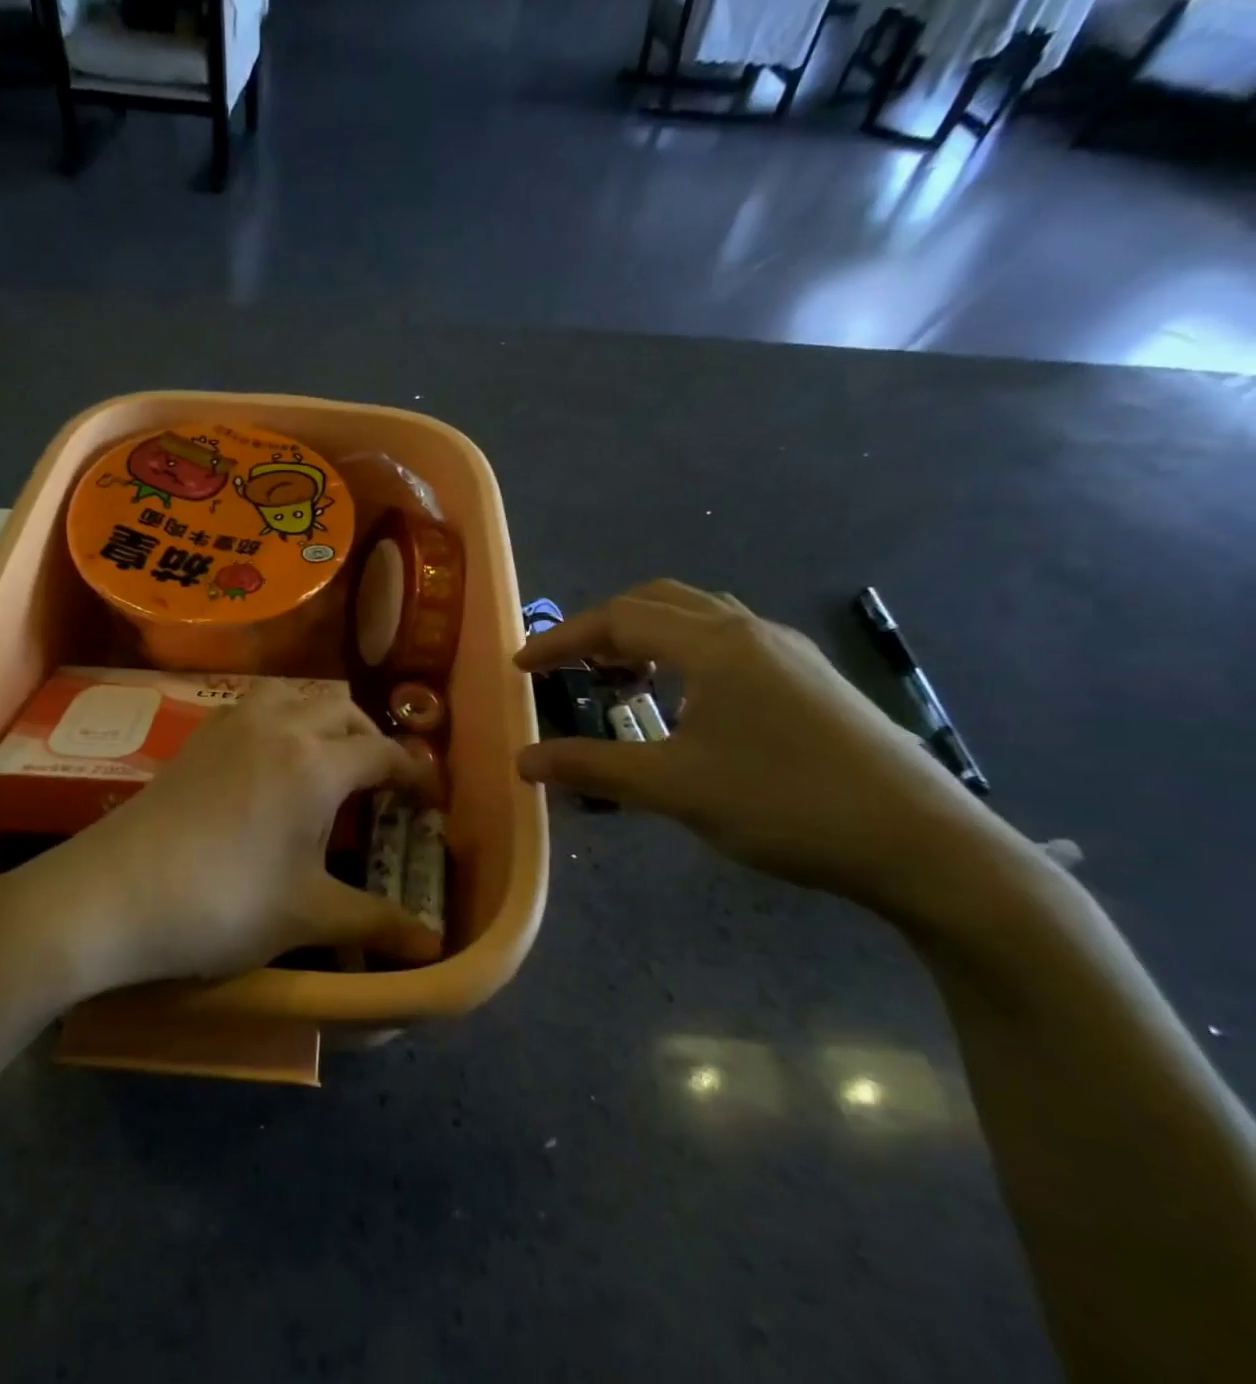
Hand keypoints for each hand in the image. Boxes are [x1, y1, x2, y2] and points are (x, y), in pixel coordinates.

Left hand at [34, 682, 442, 991]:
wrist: (113, 894)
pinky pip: (258, 706)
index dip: (416, 776)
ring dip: (324, 721)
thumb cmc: (222, 904)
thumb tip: (432, 947)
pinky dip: (283, 720)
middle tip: (379, 787)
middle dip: (371, 741)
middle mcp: (279, 725)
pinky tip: (272, 762)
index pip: (384, 754)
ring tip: (328, 765)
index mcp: (316, 763)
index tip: (430, 802)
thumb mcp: (306, 916)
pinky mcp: (199, 734)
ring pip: (297, 697)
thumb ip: (375, 923)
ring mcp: (233, 723)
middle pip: (343, 712)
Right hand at [516, 580, 1013, 918]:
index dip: (562, 639)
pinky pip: (728, 642)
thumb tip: (524, 760)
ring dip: (646, 637)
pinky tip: (683, 702)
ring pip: (698, 618)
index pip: (618, 619)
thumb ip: (592, 768)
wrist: (924, 845)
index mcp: (714, 645)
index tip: (522, 667)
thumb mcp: (675, 788)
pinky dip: (683, 654)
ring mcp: (788, 652)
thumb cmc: (785, 804)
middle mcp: (750, 631)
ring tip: (619, 680)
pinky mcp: (811, 679)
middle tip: (568, 667)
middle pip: (658, 601)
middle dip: (602, 628)